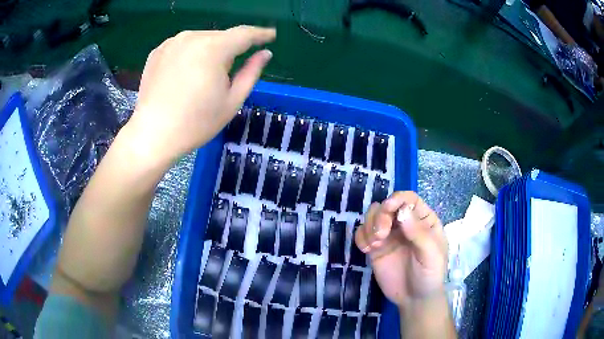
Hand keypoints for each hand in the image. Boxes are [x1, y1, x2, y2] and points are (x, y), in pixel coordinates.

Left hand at [126, 26, 275, 163]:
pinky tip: (184, 75)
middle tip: (228, 73)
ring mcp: (171, 42)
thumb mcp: (232, 101)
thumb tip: (264, 54)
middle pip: (221, 37)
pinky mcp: (157, 51)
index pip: (244, 34)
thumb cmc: (196, 123)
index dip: (260, 34)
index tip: (270, 35)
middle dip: (230, 49)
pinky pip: (183, 46)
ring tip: (202, 77)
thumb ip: (251, 72)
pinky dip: (190, 55)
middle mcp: (192, 37)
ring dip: (209, 52)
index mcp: (213, 48)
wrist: (152, 135)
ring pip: (202, 40)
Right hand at [355, 191, 447, 307]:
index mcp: (423, 220)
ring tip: (374, 245)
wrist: (415, 299)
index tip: (388, 209)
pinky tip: (367, 249)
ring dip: (369, 226)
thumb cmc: (430, 274)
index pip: (409, 199)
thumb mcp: (431, 254)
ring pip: (373, 216)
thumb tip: (401, 211)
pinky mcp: (375, 248)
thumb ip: (418, 233)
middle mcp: (405, 224)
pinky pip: (363, 234)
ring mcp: (389, 235)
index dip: (397, 199)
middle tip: (381, 236)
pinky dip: (361, 237)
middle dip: (380, 216)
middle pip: (387, 205)